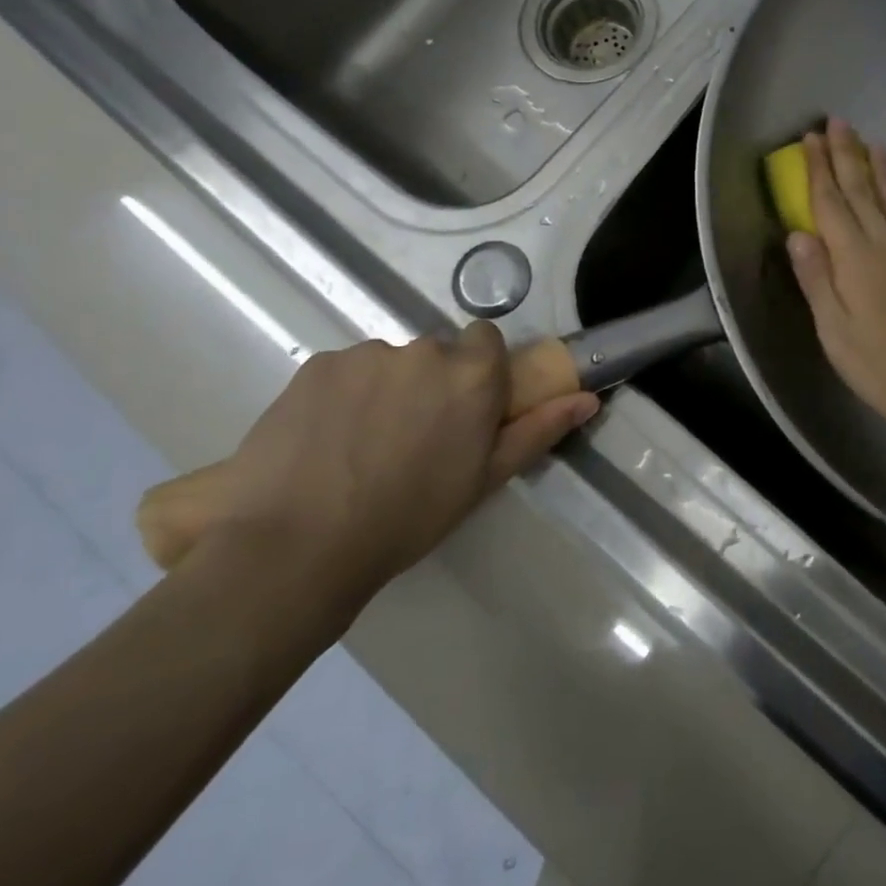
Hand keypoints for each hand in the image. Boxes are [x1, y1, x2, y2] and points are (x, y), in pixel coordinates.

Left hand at [187, 324, 597, 611]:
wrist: (297, 545)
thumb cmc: (408, 517)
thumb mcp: (484, 479)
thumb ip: (539, 429)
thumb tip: (589, 398)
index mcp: (472, 374)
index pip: (486, 339)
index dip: (477, 370)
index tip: (463, 407)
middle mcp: (424, 350)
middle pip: (436, 352)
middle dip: (430, 382)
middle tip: (410, 437)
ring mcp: (367, 354)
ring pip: (388, 362)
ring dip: (385, 389)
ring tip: (360, 445)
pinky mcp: (317, 364)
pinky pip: (344, 370)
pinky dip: (342, 395)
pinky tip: (324, 440)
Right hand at [787, 119, 885, 459]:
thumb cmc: (879, 366)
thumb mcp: (834, 330)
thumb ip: (816, 279)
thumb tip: (797, 233)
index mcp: (855, 259)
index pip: (831, 203)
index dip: (819, 169)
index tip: (809, 138)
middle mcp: (884, 245)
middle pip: (862, 191)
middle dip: (846, 155)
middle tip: (836, 122)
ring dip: (878, 168)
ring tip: (870, 140)